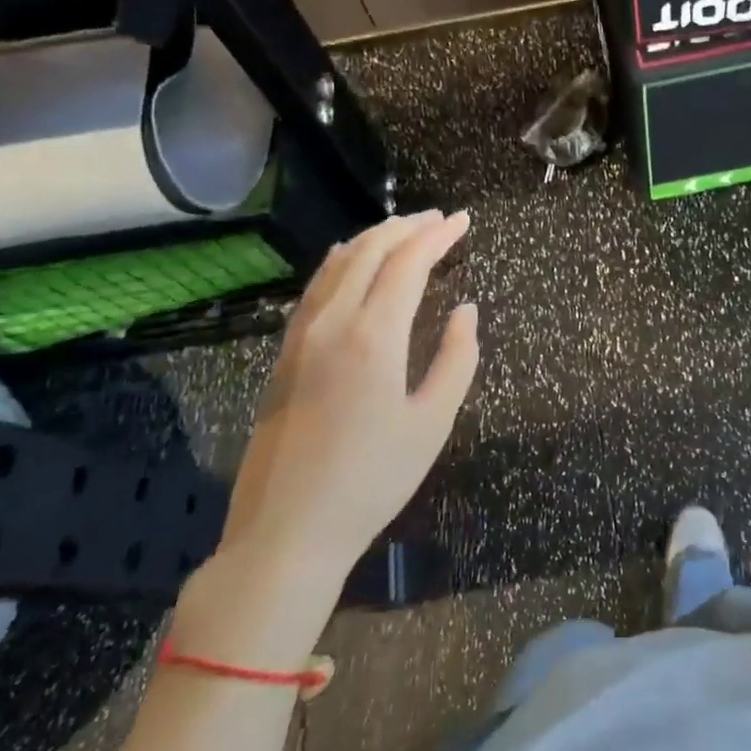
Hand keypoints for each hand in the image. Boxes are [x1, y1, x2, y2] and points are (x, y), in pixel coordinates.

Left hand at [182, 211, 477, 659]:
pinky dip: (341, 262)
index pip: (408, 263)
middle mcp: (333, 322)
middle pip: (370, 251)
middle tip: (439, 220)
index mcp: (373, 336)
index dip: (437, 236)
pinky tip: (349, 260)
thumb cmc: (372, 480)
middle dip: (407, 228)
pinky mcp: (284, 355)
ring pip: (337, 264)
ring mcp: (300, 337)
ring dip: (374, 239)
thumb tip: (466, 311)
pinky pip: (316, 288)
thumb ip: (456, 360)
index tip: (463, 221)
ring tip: (404, 230)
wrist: (286, 531)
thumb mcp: (432, 423)